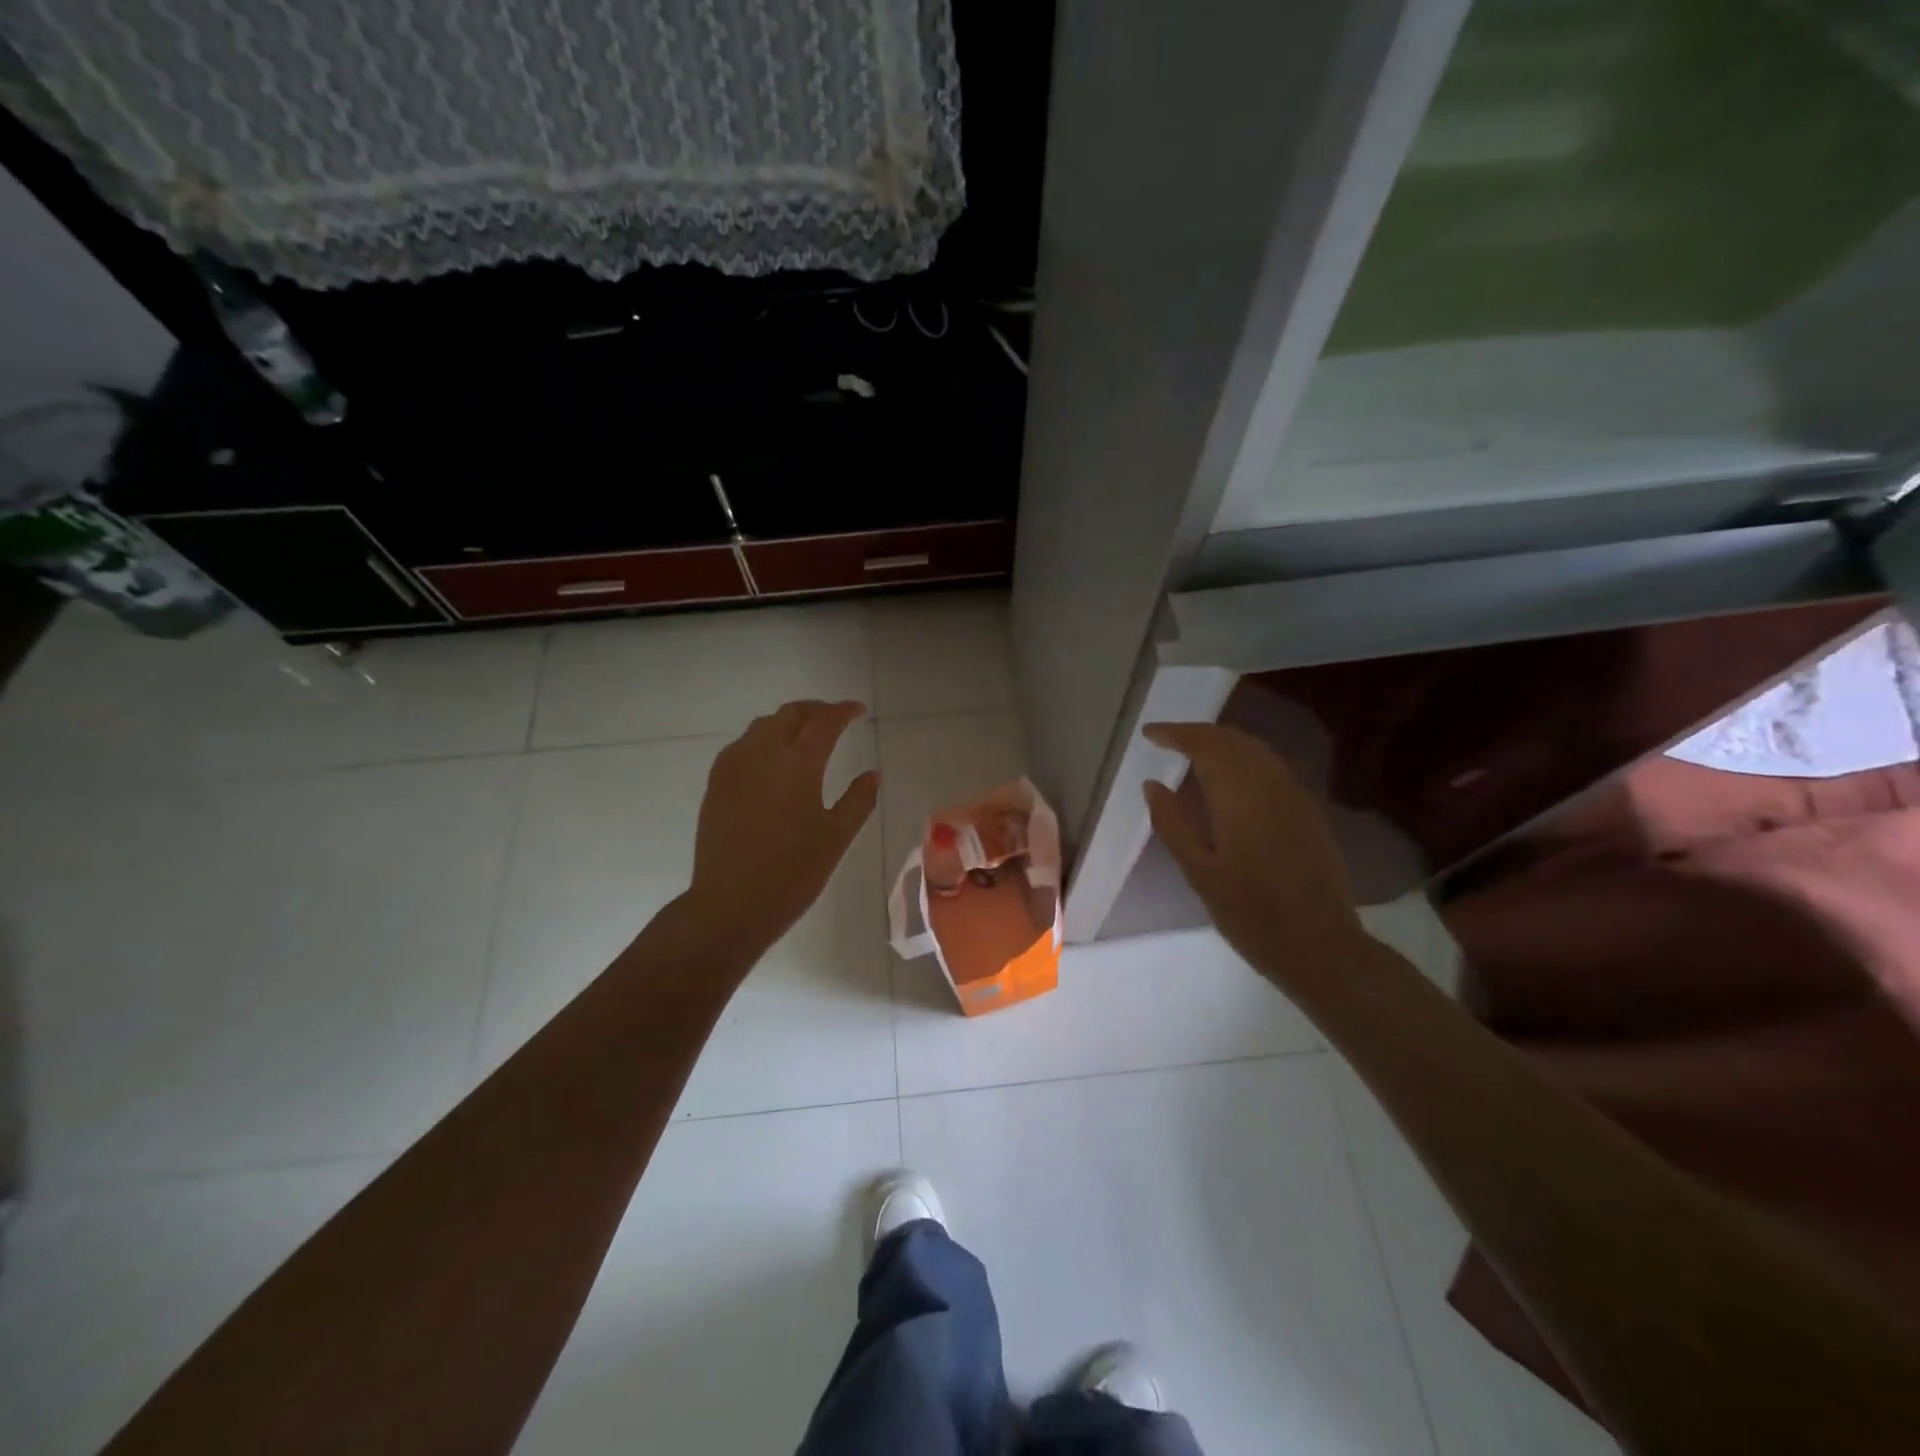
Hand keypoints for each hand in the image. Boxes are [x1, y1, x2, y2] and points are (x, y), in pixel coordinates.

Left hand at [684, 699, 879, 959]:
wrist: (730, 904)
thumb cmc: (792, 873)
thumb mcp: (836, 837)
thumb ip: (858, 800)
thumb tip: (872, 774)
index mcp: (799, 764)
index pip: (825, 722)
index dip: (844, 711)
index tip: (858, 711)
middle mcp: (763, 754)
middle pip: (790, 714)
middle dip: (815, 710)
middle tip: (834, 719)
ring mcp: (734, 767)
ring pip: (762, 725)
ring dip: (787, 722)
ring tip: (804, 736)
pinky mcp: (716, 784)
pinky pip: (742, 745)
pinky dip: (762, 739)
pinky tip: (771, 760)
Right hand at [1142, 721, 1366, 982]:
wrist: (1320, 946)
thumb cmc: (1251, 914)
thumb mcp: (1200, 873)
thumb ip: (1173, 824)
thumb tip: (1152, 785)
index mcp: (1241, 796)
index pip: (1205, 745)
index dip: (1176, 734)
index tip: (1149, 734)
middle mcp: (1271, 785)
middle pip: (1233, 740)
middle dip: (1198, 733)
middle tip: (1167, 739)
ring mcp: (1295, 796)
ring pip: (1256, 749)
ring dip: (1222, 742)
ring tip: (1193, 752)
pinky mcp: (1308, 811)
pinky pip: (1271, 767)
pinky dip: (1244, 758)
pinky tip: (1230, 777)